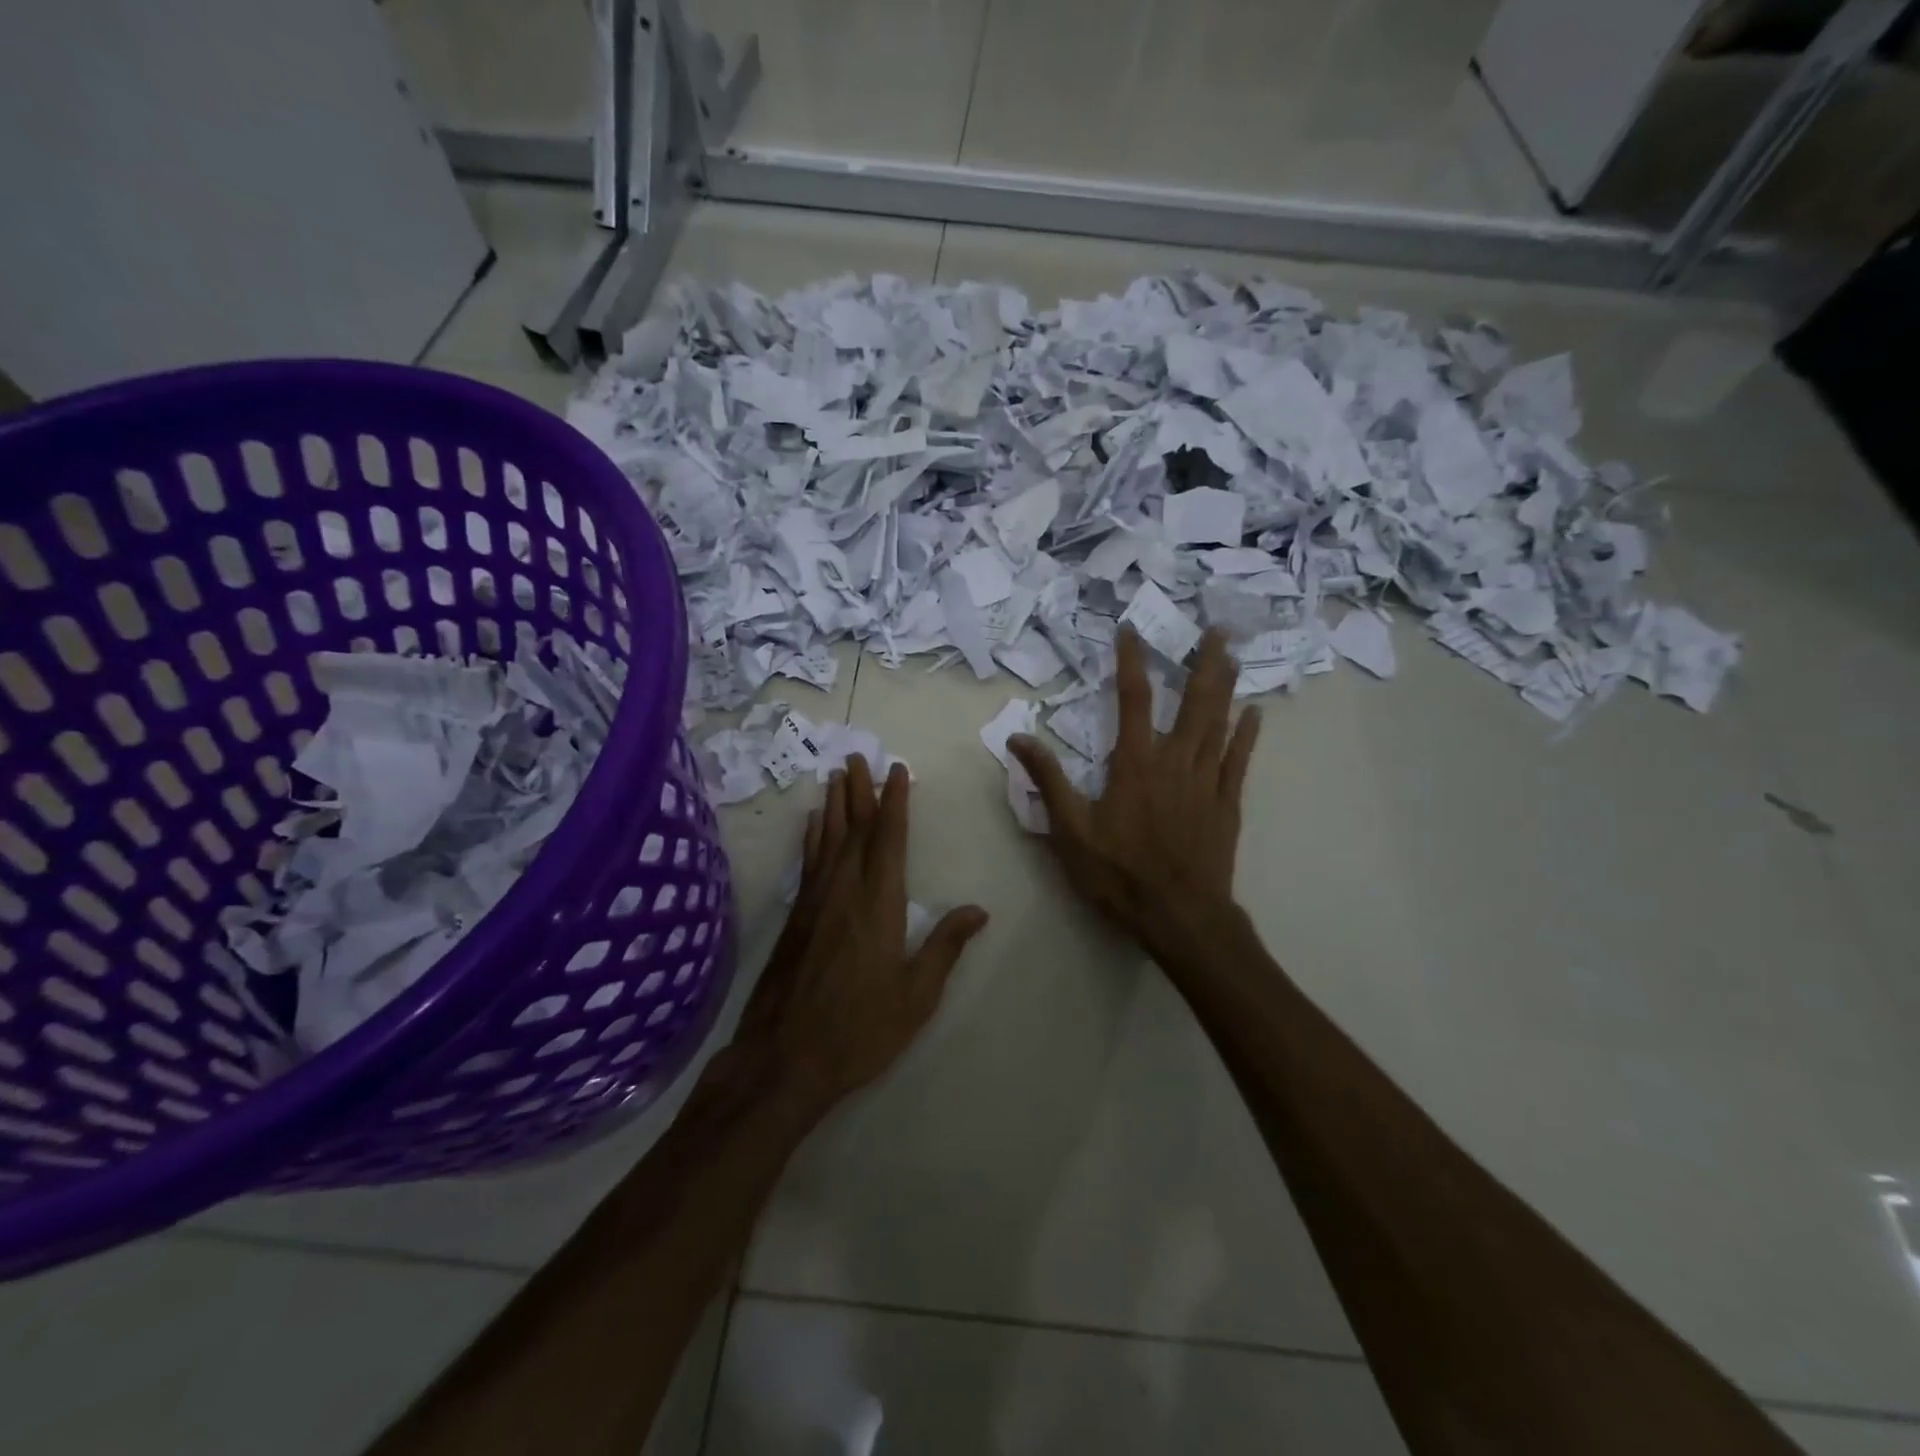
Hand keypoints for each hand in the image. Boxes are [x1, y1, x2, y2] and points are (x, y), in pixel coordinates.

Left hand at [730, 754, 988, 1111]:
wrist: (785, 1058)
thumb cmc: (860, 1029)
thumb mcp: (916, 995)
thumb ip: (945, 947)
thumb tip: (978, 910)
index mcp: (879, 903)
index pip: (889, 839)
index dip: (894, 802)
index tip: (896, 771)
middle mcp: (844, 890)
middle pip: (854, 829)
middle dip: (859, 790)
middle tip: (857, 756)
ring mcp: (814, 902)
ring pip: (827, 840)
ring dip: (834, 805)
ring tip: (836, 775)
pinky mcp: (795, 918)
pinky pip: (808, 862)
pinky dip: (812, 837)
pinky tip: (812, 824)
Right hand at [1008, 628, 1258, 961]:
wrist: (1179, 916)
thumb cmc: (1119, 874)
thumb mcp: (1070, 831)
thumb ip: (1048, 781)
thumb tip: (1018, 738)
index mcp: (1135, 765)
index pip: (1132, 700)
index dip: (1131, 662)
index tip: (1131, 631)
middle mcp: (1175, 762)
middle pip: (1193, 702)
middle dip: (1202, 662)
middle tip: (1216, 628)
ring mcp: (1206, 781)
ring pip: (1219, 723)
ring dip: (1226, 686)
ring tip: (1233, 654)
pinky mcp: (1226, 803)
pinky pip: (1239, 761)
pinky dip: (1247, 735)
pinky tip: (1255, 713)